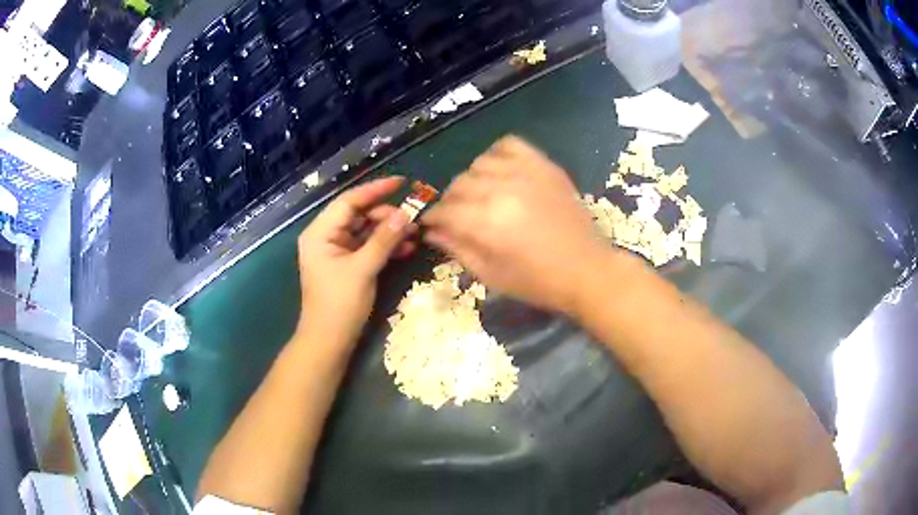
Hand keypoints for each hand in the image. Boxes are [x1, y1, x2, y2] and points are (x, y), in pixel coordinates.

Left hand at [296, 177, 416, 346]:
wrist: (329, 341)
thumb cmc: (339, 304)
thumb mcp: (363, 269)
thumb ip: (383, 240)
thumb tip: (405, 214)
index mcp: (320, 232)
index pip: (349, 202)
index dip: (375, 190)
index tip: (401, 183)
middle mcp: (327, 237)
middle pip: (359, 215)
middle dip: (387, 216)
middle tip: (414, 219)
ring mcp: (337, 251)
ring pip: (366, 231)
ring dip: (389, 232)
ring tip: (414, 235)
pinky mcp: (348, 265)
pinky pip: (368, 247)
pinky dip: (385, 247)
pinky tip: (406, 250)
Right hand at [422, 136, 608, 314]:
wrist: (587, 270)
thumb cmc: (537, 282)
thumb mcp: (491, 275)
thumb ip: (457, 249)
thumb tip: (431, 231)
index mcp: (485, 221)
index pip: (444, 210)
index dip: (433, 217)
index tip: (432, 224)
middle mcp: (501, 189)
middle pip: (459, 184)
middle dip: (451, 201)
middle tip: (457, 216)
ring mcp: (525, 173)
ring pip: (479, 163)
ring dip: (472, 179)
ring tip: (480, 195)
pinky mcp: (544, 166)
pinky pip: (510, 144)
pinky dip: (498, 154)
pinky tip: (500, 170)